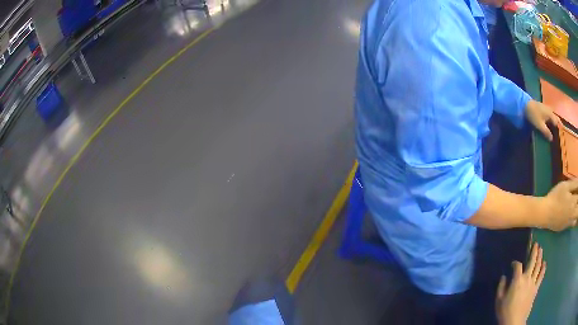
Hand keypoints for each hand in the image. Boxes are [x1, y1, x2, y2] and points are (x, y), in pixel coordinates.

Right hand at [496, 243, 545, 324]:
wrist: (514, 322)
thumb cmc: (505, 311)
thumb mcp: (499, 301)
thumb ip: (501, 287)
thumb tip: (504, 277)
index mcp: (517, 280)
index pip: (517, 266)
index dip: (515, 263)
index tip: (513, 264)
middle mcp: (527, 278)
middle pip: (532, 261)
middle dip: (534, 251)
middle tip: (536, 244)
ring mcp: (533, 282)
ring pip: (538, 266)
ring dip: (540, 256)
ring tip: (541, 249)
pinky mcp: (536, 288)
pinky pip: (541, 276)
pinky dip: (543, 268)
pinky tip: (545, 263)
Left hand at [525, 100, 559, 140]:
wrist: (525, 105)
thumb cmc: (534, 115)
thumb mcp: (540, 125)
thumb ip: (546, 132)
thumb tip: (552, 139)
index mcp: (550, 114)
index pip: (557, 122)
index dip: (559, 129)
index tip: (561, 137)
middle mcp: (550, 110)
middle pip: (556, 118)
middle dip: (558, 125)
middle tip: (560, 134)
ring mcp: (546, 109)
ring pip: (553, 117)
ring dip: (555, 123)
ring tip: (556, 132)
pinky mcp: (543, 110)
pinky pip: (549, 116)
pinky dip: (551, 121)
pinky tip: (550, 126)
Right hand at [542, 179, 577, 230]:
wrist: (545, 213)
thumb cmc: (555, 197)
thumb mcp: (565, 186)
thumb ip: (574, 184)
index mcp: (573, 201)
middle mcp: (573, 212)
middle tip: (577, 200)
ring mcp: (569, 221)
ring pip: (576, 219)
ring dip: (577, 213)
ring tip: (576, 208)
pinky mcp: (566, 226)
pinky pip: (573, 224)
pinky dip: (575, 220)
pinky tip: (575, 216)